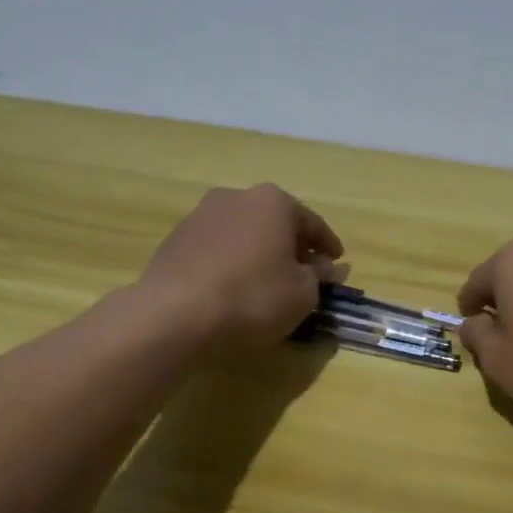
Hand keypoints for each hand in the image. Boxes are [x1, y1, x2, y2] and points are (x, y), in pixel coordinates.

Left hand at [137, 184, 342, 348]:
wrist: (174, 315)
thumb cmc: (253, 298)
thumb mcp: (303, 294)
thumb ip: (320, 277)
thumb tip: (327, 268)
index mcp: (274, 202)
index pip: (313, 223)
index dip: (328, 246)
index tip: (337, 264)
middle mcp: (237, 197)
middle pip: (276, 223)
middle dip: (292, 247)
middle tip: (305, 274)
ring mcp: (201, 215)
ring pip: (245, 234)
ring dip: (260, 253)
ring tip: (268, 283)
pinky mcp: (176, 239)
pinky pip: (218, 249)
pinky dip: (233, 262)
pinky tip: (236, 287)